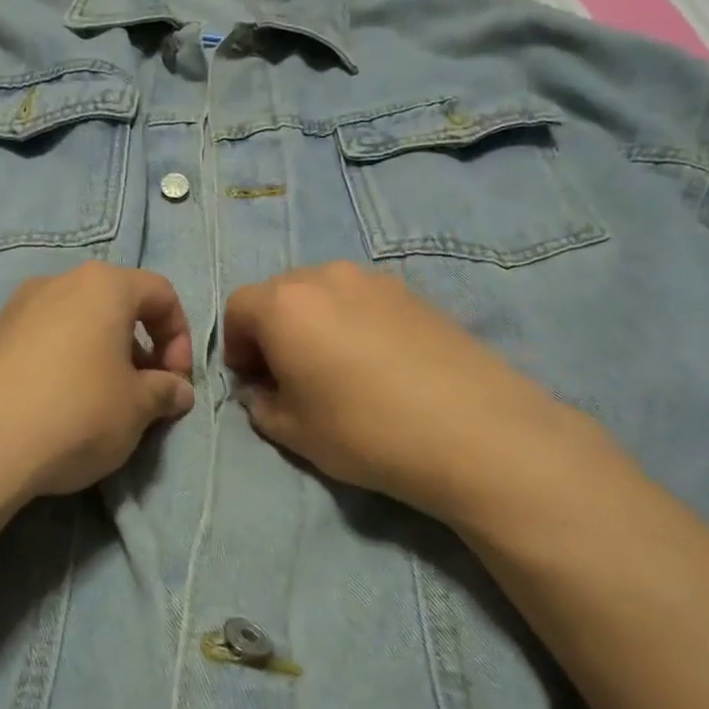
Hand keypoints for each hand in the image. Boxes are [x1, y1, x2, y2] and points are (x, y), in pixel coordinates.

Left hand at [0, 263, 194, 500]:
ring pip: (75, 325)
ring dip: (99, 358)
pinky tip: (55, 410)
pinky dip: (61, 367)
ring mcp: (14, 309)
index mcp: (102, 286)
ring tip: (100, 406)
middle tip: (142, 394)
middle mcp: (57, 283)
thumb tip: (177, 390)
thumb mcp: (136, 408)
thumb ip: (165, 391)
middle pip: (115, 306)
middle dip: (139, 349)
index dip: (179, 336)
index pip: (161, 293)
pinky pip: (39, 344)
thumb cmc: (75, 413)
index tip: (175, 380)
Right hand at [223, 262, 594, 528]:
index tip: (255, 381)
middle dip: (273, 330)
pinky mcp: (414, 292)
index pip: (238, 308)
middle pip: (280, 293)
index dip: (236, 345)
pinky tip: (378, 364)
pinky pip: (363, 300)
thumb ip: (261, 405)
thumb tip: (263, 390)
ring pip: (324, 293)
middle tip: (291, 375)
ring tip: (337, 368)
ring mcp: (374, 280)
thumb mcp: (294, 432)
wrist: (472, 429)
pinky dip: (353, 322)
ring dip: (314, 323)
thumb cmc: (364, 430)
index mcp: (284, 304)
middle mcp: (325, 276)